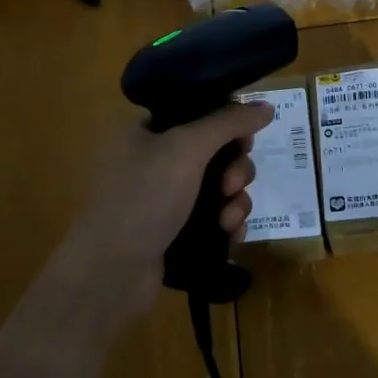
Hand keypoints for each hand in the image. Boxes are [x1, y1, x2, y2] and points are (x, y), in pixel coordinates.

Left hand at [50, 101, 275, 326]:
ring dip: (235, 200)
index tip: (244, 140)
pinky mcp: (175, 231)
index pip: (197, 112)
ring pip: (219, 187)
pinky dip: (227, 223)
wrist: (110, 272)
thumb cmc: (143, 198)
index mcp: (145, 130)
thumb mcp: (186, 148)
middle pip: (215, 151)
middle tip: (230, 185)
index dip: (228, 123)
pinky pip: (214, 218)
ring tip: (227, 220)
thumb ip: (228, 122)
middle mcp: (153, 160)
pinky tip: (230, 235)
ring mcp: (163, 199)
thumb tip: (266, 105)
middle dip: (234, 169)